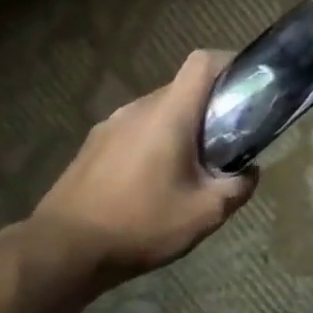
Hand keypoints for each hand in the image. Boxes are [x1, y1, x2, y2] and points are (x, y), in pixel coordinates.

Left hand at [27, 49, 256, 291]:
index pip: (202, 62)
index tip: (248, 85)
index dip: (230, 63)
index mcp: (169, 114)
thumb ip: (238, 187)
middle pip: (183, 89)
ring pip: (158, 111)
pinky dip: (155, 142)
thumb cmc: (141, 224)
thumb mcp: (205, 213)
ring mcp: (110, 125)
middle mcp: (138, 108)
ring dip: (182, 128)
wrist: (62, 250)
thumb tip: (250, 171)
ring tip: (191, 167)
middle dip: (210, 106)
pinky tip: (155, 181)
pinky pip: (135, 130)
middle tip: (228, 141)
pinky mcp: (93, 145)